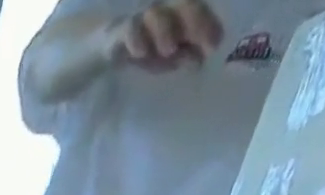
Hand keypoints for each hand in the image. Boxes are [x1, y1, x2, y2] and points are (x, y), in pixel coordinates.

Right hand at [105, 0, 223, 71]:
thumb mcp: (166, 57)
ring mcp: (142, 17)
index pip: (199, 11)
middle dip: (195, 21)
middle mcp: (164, 8)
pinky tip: (141, 53)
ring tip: (169, 51)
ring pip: (156, 14)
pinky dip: (136, 39)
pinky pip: (130, 29)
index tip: (214, 45)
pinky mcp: (121, 30)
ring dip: (165, 30)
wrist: (110, 47)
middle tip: (201, 44)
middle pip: (183, 4)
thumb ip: (183, 56)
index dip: (209, 25)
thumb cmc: (144, 49)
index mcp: (178, 12)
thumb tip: (199, 61)